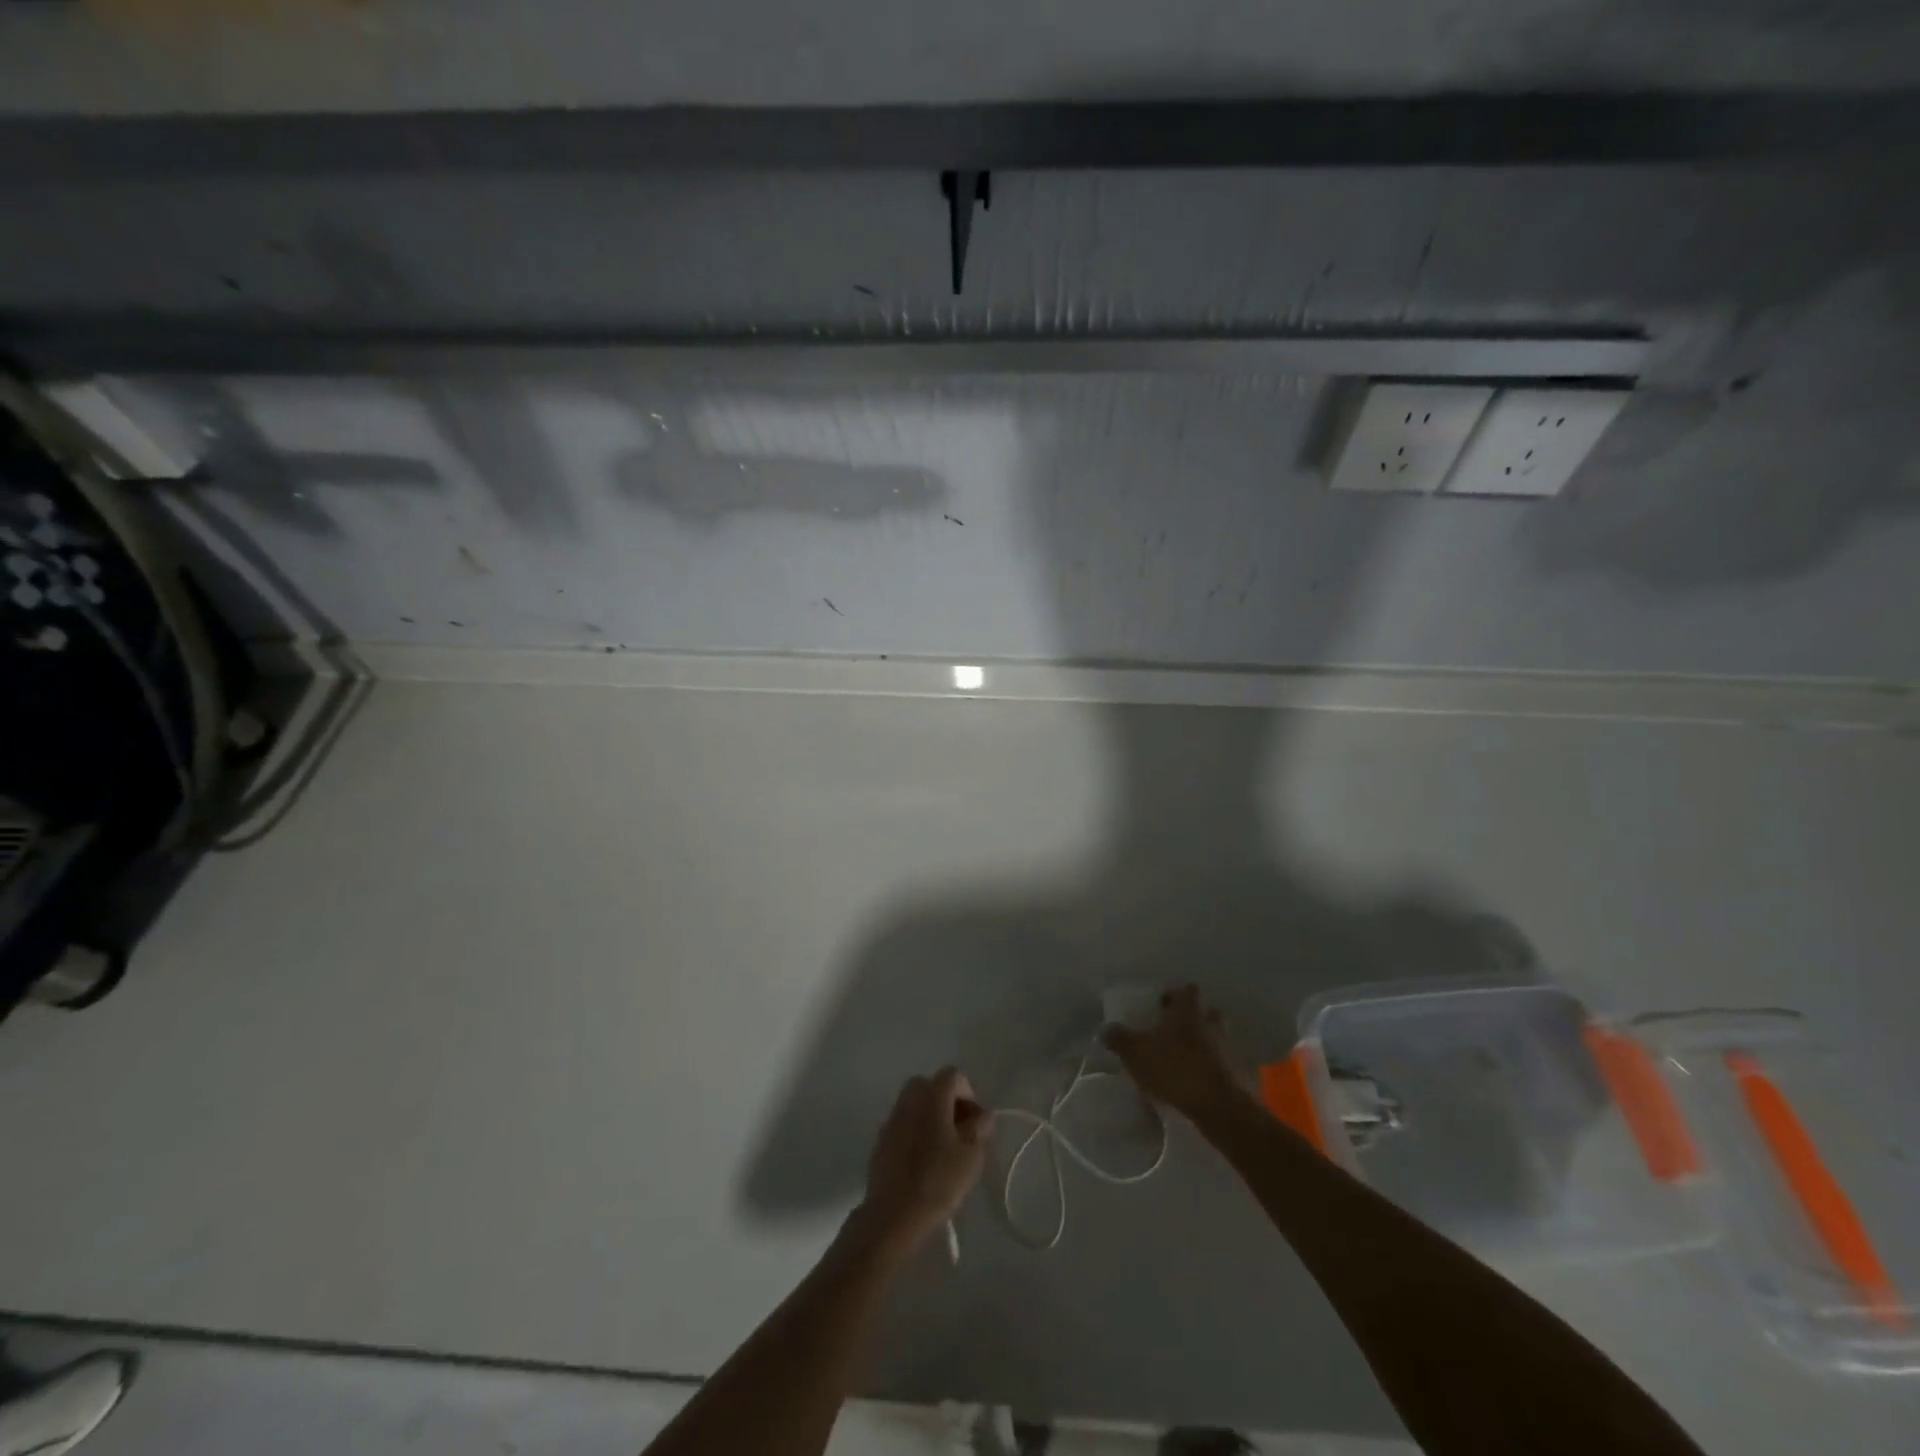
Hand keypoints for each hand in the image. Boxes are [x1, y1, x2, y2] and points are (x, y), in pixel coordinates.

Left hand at [855, 1068, 991, 1256]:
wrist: (893, 1214)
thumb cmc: (938, 1180)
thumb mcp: (971, 1156)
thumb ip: (980, 1128)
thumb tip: (984, 1114)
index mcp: (932, 1096)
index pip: (952, 1075)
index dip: (968, 1093)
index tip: (975, 1121)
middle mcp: (909, 1099)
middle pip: (931, 1085)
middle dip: (948, 1101)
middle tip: (960, 1130)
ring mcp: (892, 1118)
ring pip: (915, 1103)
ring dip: (931, 1115)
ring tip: (943, 1147)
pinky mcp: (881, 1140)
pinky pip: (903, 1123)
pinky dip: (915, 1130)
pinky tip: (923, 1160)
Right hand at [1104, 985, 1252, 1119]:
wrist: (1220, 1107)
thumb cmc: (1175, 1068)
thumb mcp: (1136, 1052)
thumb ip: (1119, 1039)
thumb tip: (1105, 1029)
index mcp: (1188, 1011)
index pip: (1187, 990)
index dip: (1175, 995)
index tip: (1161, 1006)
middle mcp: (1212, 1023)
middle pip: (1205, 1013)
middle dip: (1192, 1020)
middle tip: (1172, 1033)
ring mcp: (1229, 1049)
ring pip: (1216, 1039)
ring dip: (1203, 1046)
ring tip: (1183, 1062)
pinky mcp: (1239, 1075)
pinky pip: (1223, 1066)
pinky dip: (1212, 1070)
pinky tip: (1197, 1085)